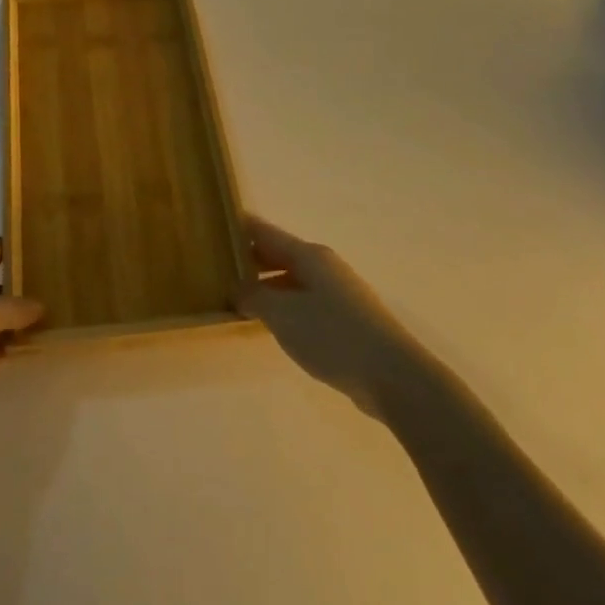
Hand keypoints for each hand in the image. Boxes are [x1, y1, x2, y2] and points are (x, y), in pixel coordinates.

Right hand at [233, 216, 416, 419]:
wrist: (392, 376)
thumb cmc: (332, 335)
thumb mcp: (282, 314)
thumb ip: (253, 296)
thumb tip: (237, 288)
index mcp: (308, 255)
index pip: (264, 232)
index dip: (238, 228)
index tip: (212, 228)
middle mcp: (324, 266)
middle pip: (278, 254)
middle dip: (248, 260)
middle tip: (215, 268)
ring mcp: (337, 293)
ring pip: (291, 280)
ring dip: (265, 286)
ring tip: (235, 299)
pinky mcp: (345, 319)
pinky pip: (304, 303)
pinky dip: (283, 306)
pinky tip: (270, 324)